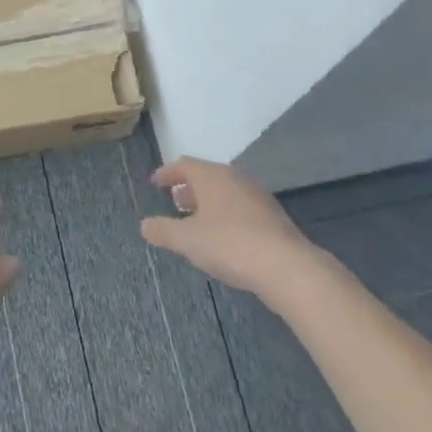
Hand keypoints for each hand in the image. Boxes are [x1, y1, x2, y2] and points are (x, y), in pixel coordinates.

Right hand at [142, 157, 312, 298]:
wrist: (286, 266)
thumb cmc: (229, 244)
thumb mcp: (187, 240)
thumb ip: (162, 230)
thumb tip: (145, 225)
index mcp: (212, 176)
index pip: (184, 165)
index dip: (167, 173)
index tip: (155, 183)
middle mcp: (235, 178)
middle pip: (206, 176)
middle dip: (189, 188)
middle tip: (175, 201)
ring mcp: (257, 196)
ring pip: (225, 191)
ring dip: (208, 202)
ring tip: (196, 221)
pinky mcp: (273, 217)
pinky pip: (241, 207)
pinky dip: (226, 214)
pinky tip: (223, 236)